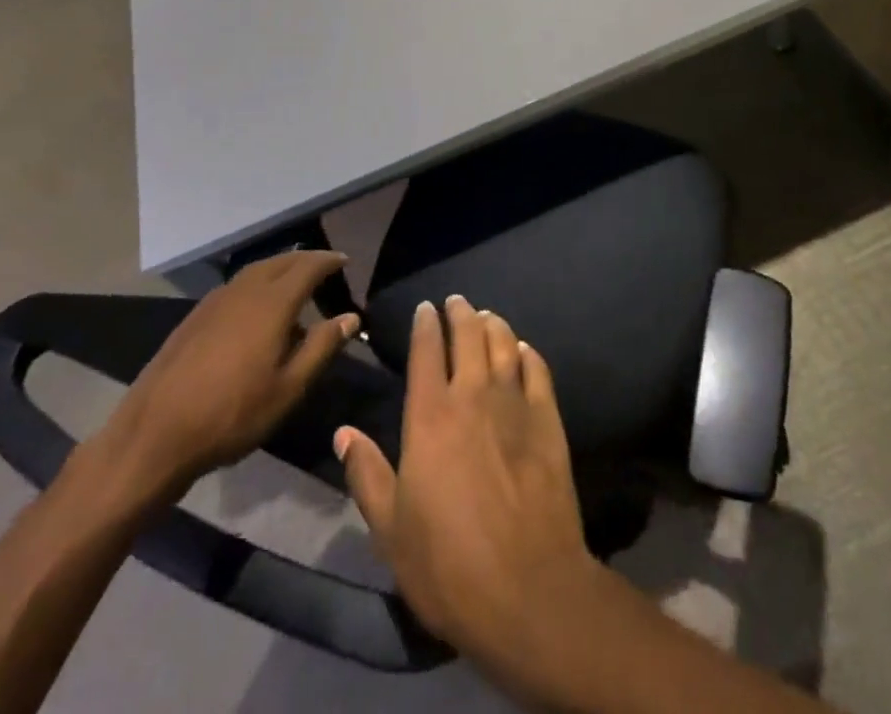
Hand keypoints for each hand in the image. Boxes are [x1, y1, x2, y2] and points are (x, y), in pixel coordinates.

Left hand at [99, 251, 358, 495]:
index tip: (345, 261)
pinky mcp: (195, 317)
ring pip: (255, 271)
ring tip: (294, 285)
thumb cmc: (232, 414)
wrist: (154, 435)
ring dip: (279, 269)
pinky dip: (257, 284)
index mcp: (272, 303)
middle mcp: (244, 291)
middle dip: (305, 259)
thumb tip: (350, 317)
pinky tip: (256, 310)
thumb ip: (321, 347)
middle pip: (280, 261)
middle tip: (324, 268)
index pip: (308, 267)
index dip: (329, 261)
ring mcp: (215, 302)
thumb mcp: (289, 388)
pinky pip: (236, 286)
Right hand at [335, 295, 606, 678]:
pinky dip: (526, 352)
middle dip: (460, 312)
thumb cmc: (447, 564)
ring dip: (492, 324)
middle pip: (467, 335)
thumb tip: (342, 432)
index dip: (425, 325)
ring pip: (503, 343)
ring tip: (486, 316)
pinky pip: (537, 368)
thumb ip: (366, 473)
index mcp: (430, 416)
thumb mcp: (390, 528)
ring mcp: (514, 403)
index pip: (425, 352)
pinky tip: (522, 350)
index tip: (424, 309)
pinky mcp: (548, 418)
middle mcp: (472, 395)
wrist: (527, 587)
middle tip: (456, 301)